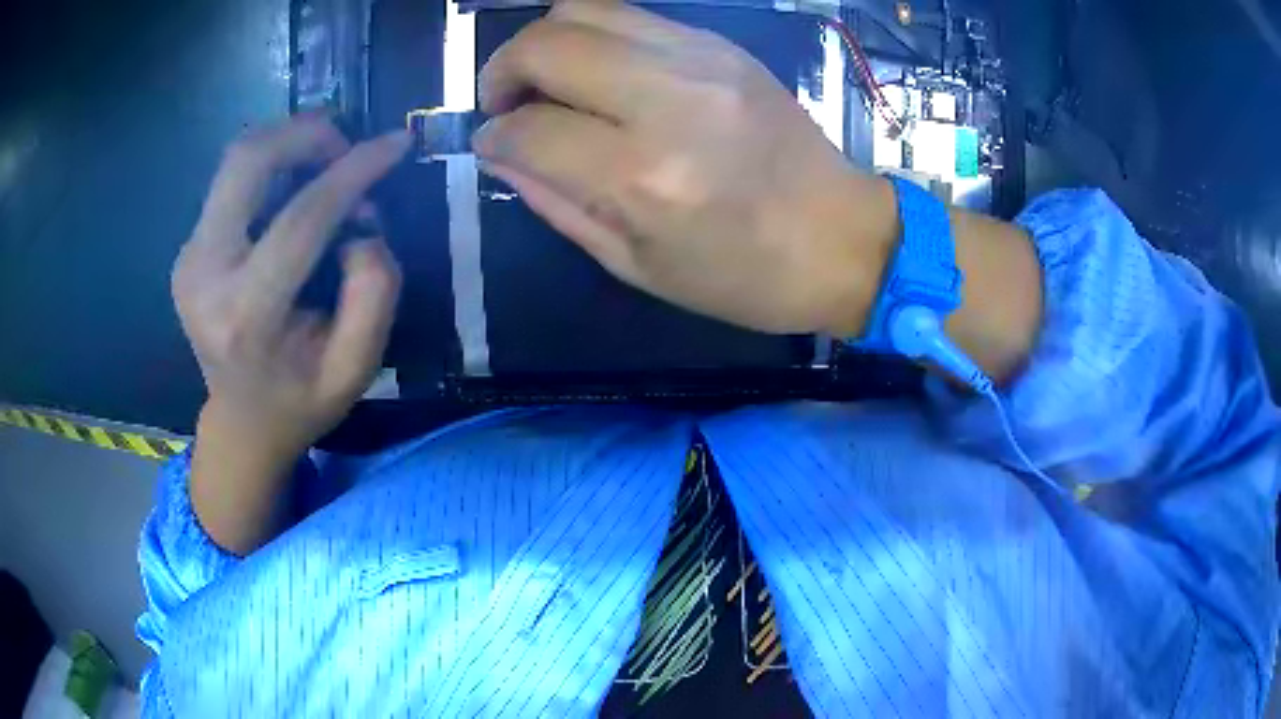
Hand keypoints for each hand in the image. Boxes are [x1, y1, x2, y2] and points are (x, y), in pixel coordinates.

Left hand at [173, 115, 408, 552]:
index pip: (302, 217)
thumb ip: (374, 292)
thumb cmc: (300, 401)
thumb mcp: (356, 367)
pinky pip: (233, 182)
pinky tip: (296, 194)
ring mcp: (189, 258)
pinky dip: (273, 170)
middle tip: (347, 149)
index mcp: (245, 315)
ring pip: (237, 160)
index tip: (396, 143)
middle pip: (248, 161)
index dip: (355, 170)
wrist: (241, 423)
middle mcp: (204, 275)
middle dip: (306, 135)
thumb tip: (362, 227)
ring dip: (289, 146)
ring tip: (327, 167)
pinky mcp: (190, 249)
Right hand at [474, 0, 899, 335]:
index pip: (528, 129)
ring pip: (582, 10)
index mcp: (642, 176)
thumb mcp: (636, 265)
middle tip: (503, 103)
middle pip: (545, 45)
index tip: (491, 144)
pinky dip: (592, 35)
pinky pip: (629, 14)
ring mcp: (698, 59)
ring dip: (543, 42)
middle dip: (501, 70)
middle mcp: (666, 99)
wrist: (842, 237)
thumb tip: (502, 154)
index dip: (494, 136)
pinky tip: (597, 71)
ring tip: (544, 79)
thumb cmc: (743, 274)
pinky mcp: (721, 44)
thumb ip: (556, 203)